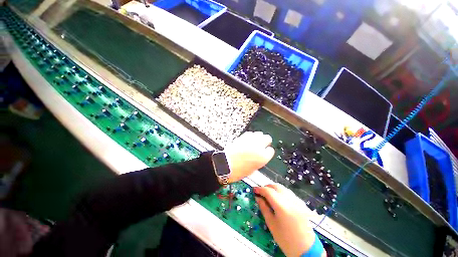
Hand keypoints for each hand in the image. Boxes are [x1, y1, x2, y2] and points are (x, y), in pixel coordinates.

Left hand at [224, 131, 274, 182]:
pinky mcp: (242, 136)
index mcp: (263, 157)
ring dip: (258, 137)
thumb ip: (259, 160)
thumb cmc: (237, 171)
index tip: (265, 152)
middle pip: (267, 138)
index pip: (271, 151)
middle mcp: (258, 146)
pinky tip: (247, 140)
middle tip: (262, 145)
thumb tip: (259, 157)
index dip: (267, 152)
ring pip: (259, 133)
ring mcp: (250, 140)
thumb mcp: (253, 169)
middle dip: (265, 141)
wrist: (225, 164)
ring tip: (254, 142)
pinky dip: (250, 136)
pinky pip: (250, 133)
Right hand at [254, 184, 325, 256]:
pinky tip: (279, 199)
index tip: (254, 190)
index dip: (260, 189)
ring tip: (268, 195)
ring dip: (274, 189)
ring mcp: (297, 200)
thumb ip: (264, 208)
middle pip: (276, 186)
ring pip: (282, 188)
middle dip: (267, 187)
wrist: (305, 248)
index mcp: (282, 206)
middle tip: (261, 193)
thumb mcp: (271, 223)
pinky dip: (281, 192)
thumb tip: (257, 197)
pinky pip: (289, 193)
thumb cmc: (285, 239)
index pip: (268, 191)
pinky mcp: (301, 203)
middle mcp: (290, 200)